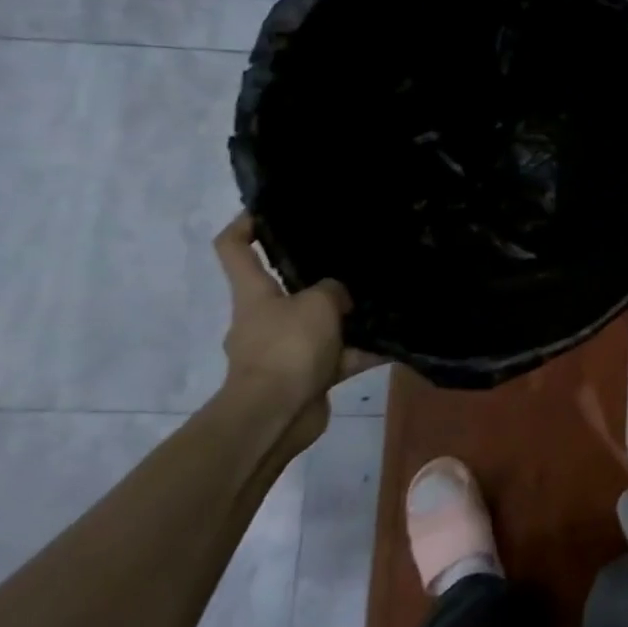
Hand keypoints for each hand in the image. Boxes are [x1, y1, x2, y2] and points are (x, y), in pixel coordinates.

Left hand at [213, 214, 386, 429]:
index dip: (245, 224)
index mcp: (254, 293)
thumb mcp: (318, 304)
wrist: (276, 415)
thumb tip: (340, 295)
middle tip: (353, 264)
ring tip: (382, 304)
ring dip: (347, 320)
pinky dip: (361, 353)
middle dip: (318, 278)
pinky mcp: (305, 377)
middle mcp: (265, 318)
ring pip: (319, 325)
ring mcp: (284, 350)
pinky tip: (393, 344)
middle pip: (286, 288)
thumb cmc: (288, 348)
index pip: (234, 248)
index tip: (267, 211)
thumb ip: (333, 290)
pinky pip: (338, 358)